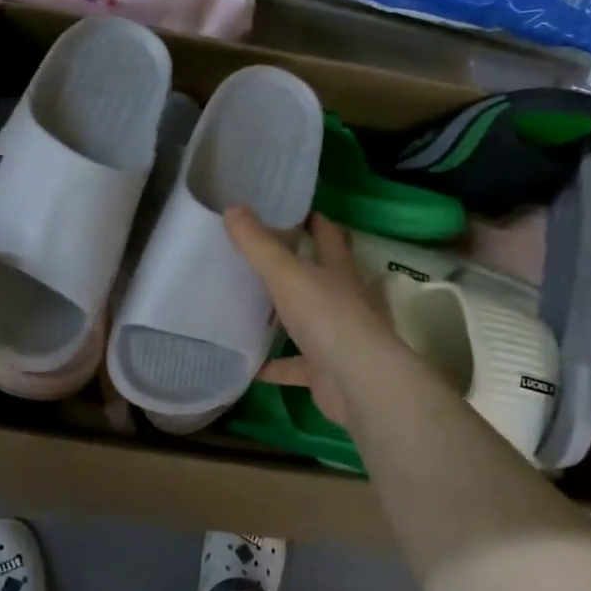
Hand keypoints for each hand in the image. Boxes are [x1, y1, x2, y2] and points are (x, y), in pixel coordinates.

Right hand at [224, 208, 416, 428]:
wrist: (358, 382)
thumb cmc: (327, 317)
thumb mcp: (286, 274)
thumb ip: (258, 245)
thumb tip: (232, 208)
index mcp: (339, 270)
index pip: (329, 236)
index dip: (314, 221)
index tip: (292, 210)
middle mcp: (343, 300)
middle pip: (321, 276)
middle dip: (298, 267)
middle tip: (262, 256)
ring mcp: (336, 337)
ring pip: (307, 321)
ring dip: (284, 317)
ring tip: (250, 307)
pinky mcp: (325, 370)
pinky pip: (294, 365)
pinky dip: (274, 366)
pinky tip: (248, 365)